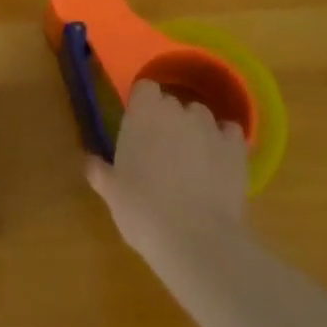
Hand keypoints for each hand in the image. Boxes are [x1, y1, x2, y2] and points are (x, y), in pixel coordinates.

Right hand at [87, 80, 250, 268]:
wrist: (195, 239)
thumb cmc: (142, 211)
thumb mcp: (112, 193)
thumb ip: (100, 171)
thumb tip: (90, 161)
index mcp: (142, 114)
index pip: (145, 88)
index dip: (143, 104)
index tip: (138, 126)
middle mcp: (177, 111)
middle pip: (172, 103)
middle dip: (167, 121)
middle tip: (160, 152)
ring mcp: (210, 127)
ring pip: (201, 117)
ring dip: (195, 131)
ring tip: (192, 162)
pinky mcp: (236, 148)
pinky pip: (229, 133)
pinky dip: (223, 143)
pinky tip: (218, 165)